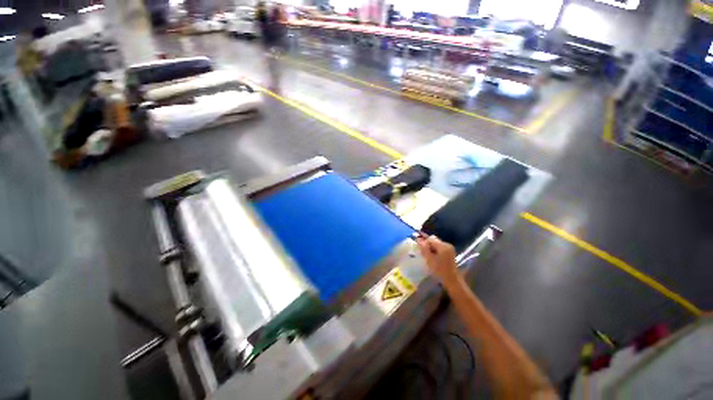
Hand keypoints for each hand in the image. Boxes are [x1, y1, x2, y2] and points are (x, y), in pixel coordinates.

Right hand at [417, 235, 459, 285]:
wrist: (452, 280)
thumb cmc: (440, 270)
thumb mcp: (429, 259)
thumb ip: (424, 248)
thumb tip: (418, 239)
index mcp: (443, 246)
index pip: (430, 239)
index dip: (423, 241)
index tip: (418, 246)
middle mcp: (447, 244)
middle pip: (434, 240)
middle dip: (427, 244)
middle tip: (422, 251)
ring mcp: (449, 248)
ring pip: (436, 243)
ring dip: (430, 247)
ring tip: (426, 254)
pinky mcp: (450, 252)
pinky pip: (439, 247)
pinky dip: (435, 250)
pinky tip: (432, 256)